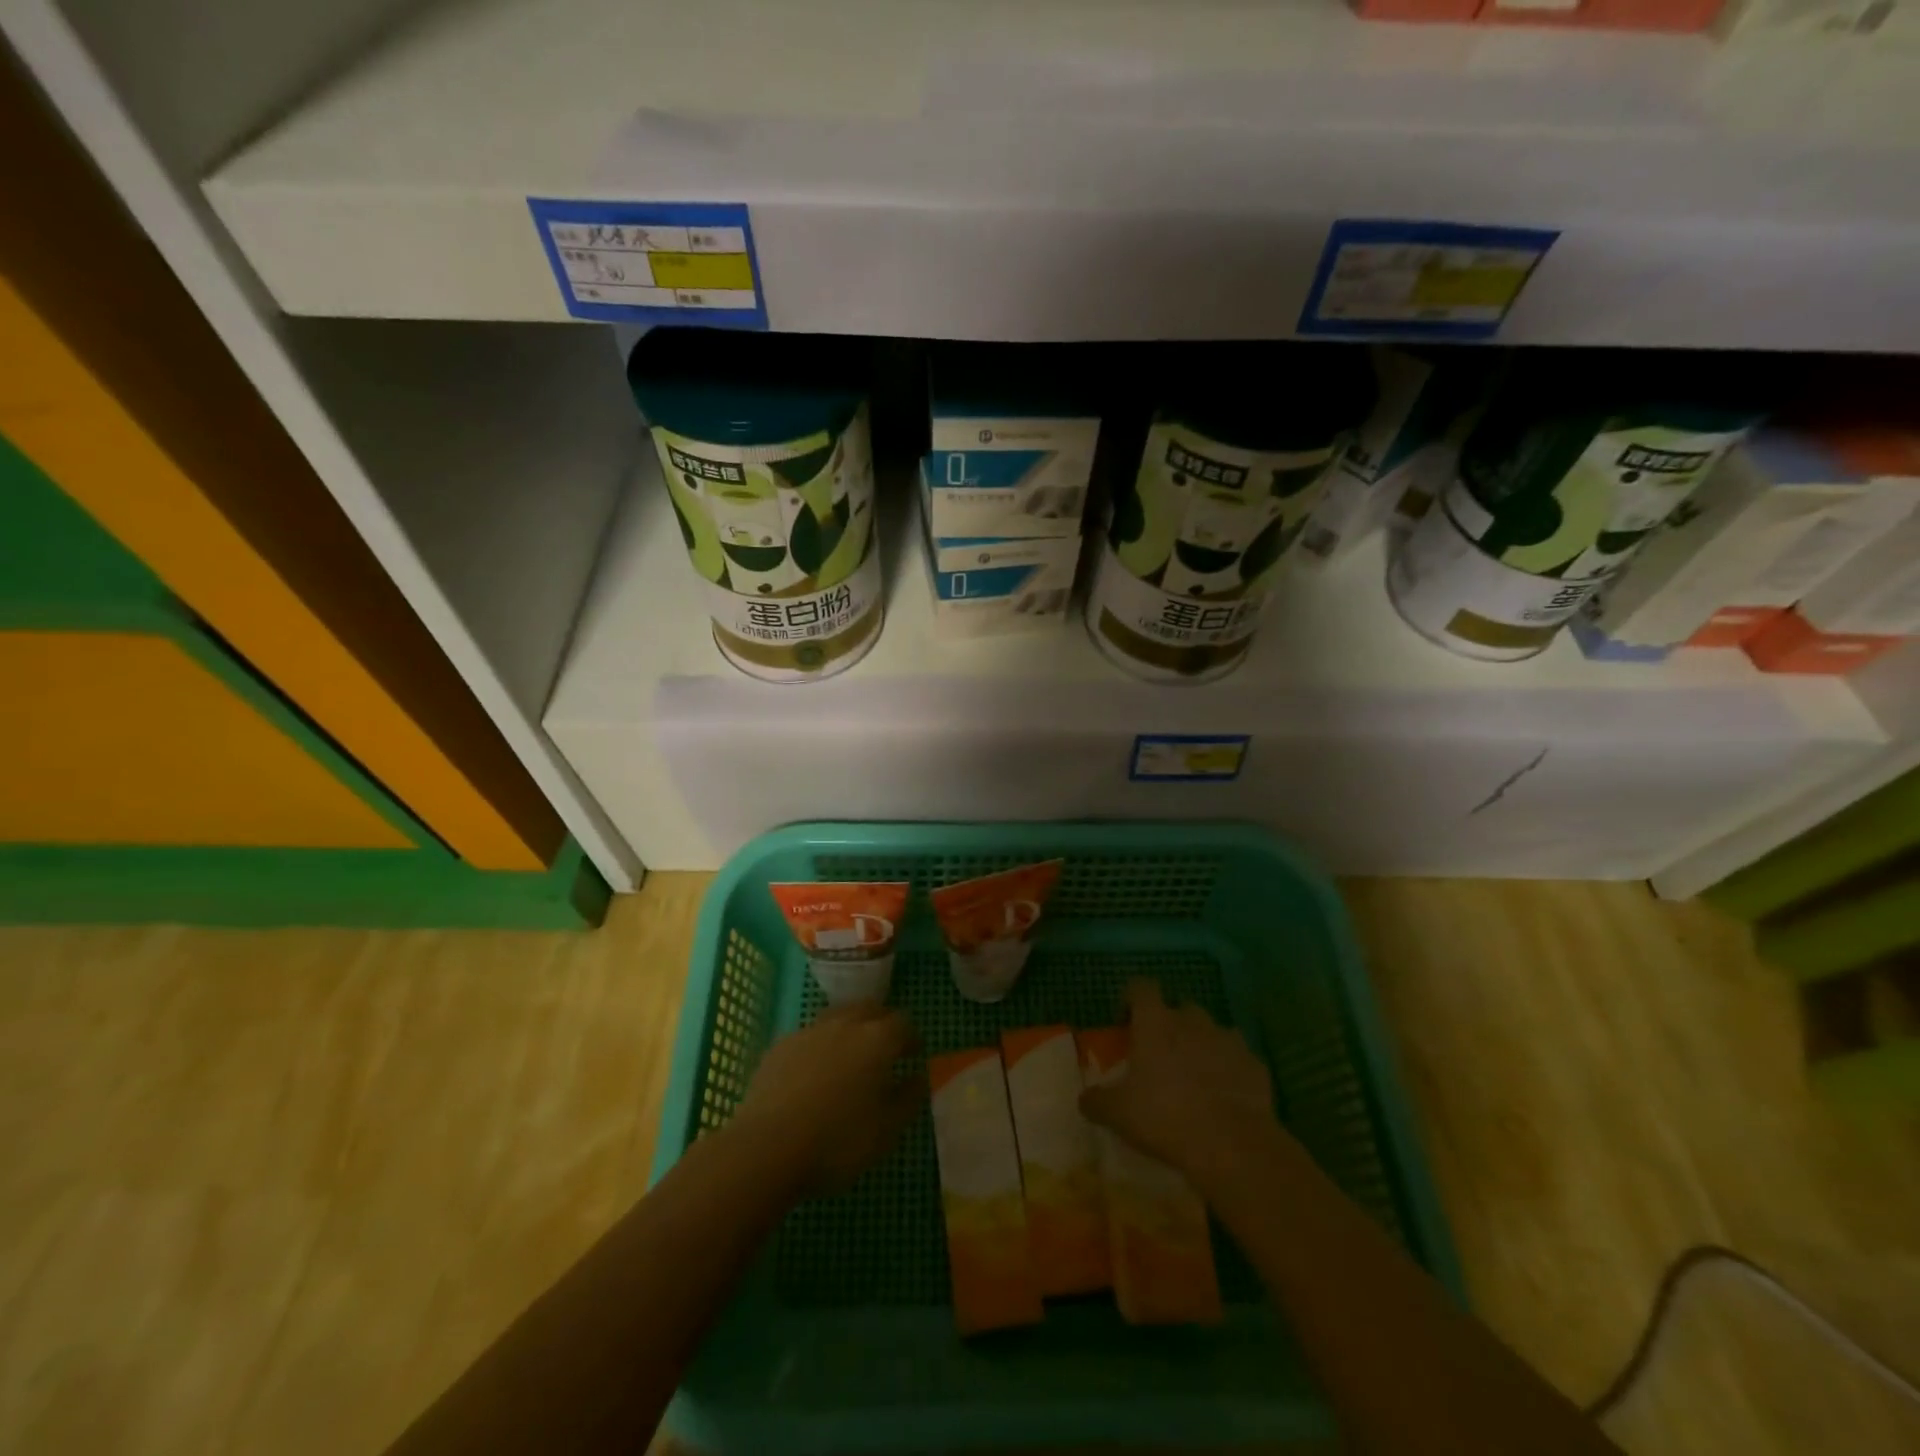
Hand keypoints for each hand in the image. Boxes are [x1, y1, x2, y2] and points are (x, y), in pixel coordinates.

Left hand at [728, 1003, 924, 1197]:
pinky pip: (810, 1035)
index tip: (913, 1054)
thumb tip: (918, 1077)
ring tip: (850, 1056)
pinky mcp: (781, 1045)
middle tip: (885, 1048)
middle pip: (870, 1009)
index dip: (911, 1037)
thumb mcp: (887, 1131)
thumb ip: (909, 1099)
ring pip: (838, 1016)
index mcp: (877, 1039)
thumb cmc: (837, 1141)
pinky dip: (820, 1045)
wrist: (767, 1147)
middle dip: (882, 1023)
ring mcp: (809, 1031)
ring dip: (850, 1029)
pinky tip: (814, 1071)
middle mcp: (845, 1024)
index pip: (903, 1023)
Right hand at [1079, 979, 1287, 1194]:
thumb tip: (1084, 1098)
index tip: (1125, 1021)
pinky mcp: (1255, 1065)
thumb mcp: (1118, 1113)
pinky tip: (1224, 1096)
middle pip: (1179, 1008)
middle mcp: (1192, 1021)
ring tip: (1194, 1076)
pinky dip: (1229, 1070)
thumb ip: (1097, 1101)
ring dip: (1201, 1045)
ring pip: (1211, 1031)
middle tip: (1161, 1054)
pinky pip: (1238, 1059)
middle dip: (1170, 1024)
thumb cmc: (1165, 1117)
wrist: (1232, 1144)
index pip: (1141, 988)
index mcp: (1155, 1022)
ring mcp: (1228, 1040)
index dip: (1131, 999)